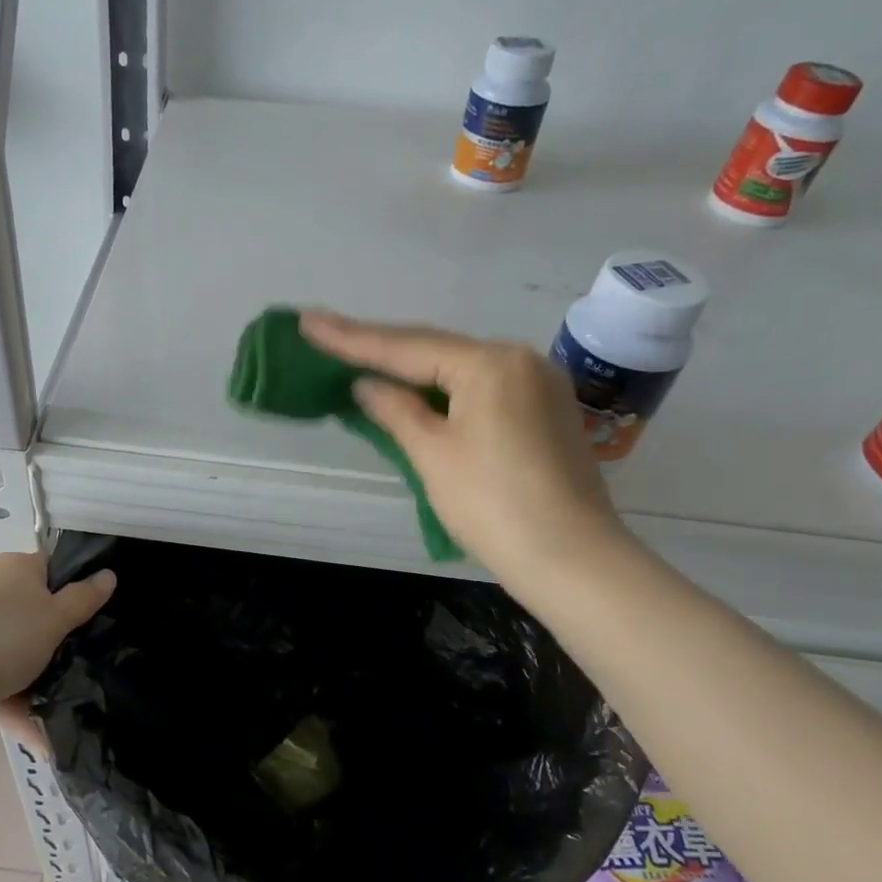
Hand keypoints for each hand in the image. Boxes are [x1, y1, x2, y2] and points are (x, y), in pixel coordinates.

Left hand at [0, 552, 115, 730]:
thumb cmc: (0, 636)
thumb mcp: (54, 617)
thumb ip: (84, 598)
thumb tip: (108, 574)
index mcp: (18, 570)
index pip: (56, 569)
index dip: (81, 589)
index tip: (103, 617)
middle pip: (39, 614)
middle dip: (63, 643)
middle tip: (93, 664)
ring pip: (19, 654)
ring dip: (41, 682)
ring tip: (74, 711)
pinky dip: (19, 708)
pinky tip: (45, 741)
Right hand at [301, 310, 627, 584]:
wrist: (573, 560)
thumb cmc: (493, 505)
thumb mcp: (433, 454)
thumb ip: (396, 410)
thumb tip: (365, 384)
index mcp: (491, 364)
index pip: (407, 347)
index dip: (351, 338)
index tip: (308, 321)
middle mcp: (521, 360)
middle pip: (436, 350)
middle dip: (381, 348)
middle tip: (328, 334)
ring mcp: (540, 384)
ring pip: (460, 368)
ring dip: (412, 368)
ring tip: (362, 358)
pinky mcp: (547, 411)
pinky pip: (483, 387)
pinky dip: (444, 388)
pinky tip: (417, 389)